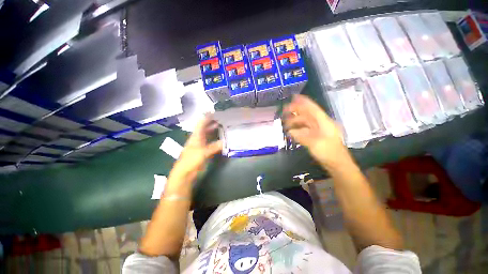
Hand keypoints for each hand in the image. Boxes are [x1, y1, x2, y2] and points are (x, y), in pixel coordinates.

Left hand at [169, 115, 222, 184]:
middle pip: (206, 128)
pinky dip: (217, 140)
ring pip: (209, 135)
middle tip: (224, 119)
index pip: (202, 123)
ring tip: (225, 127)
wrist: (185, 175)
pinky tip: (223, 140)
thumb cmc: (191, 161)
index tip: (216, 112)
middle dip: (214, 123)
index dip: (208, 117)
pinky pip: (212, 143)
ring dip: (216, 131)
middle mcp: (199, 138)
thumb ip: (215, 146)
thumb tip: (226, 142)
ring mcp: (202, 145)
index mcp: (196, 136)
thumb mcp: (203, 153)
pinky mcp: (204, 151)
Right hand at [283, 95, 350, 168]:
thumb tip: (290, 132)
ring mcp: (319, 131)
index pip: (313, 109)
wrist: (338, 165)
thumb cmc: (329, 153)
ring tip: (285, 123)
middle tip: (284, 111)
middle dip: (296, 112)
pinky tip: (291, 132)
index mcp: (324, 123)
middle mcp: (321, 124)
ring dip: (295, 121)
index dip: (303, 102)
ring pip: (305, 122)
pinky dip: (298, 129)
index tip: (294, 97)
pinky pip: (305, 130)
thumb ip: (302, 136)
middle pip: (307, 115)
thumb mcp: (315, 144)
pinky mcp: (316, 137)